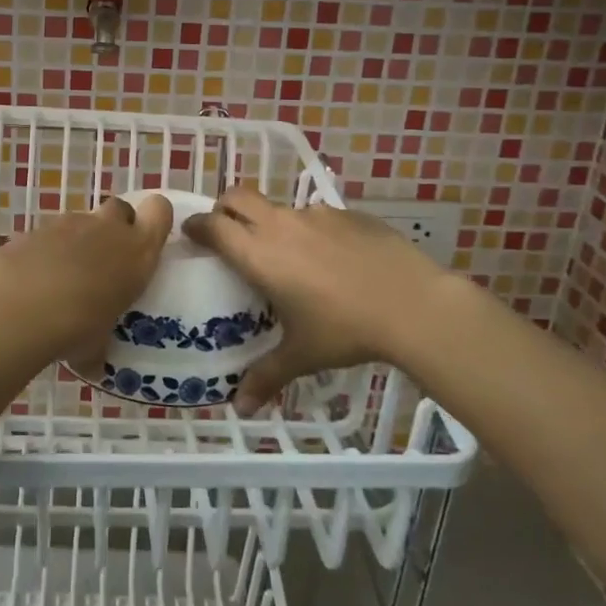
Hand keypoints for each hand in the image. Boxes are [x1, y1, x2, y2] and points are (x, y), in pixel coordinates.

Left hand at [0, 194, 173, 358]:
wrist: (20, 304)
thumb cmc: (78, 325)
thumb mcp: (97, 344)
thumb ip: (98, 347)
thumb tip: (93, 367)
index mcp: (137, 252)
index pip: (160, 211)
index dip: (154, 219)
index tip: (145, 240)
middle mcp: (107, 229)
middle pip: (120, 208)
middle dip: (114, 227)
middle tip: (106, 260)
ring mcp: (69, 223)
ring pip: (82, 222)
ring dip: (77, 242)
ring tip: (63, 278)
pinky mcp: (35, 227)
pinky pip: (49, 234)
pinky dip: (45, 250)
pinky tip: (33, 279)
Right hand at [183, 185, 444, 415]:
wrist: (413, 304)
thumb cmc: (345, 330)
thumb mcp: (302, 356)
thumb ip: (266, 376)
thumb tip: (241, 410)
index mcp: (259, 254)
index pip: (212, 225)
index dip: (196, 226)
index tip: (191, 235)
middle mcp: (280, 225)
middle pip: (237, 196)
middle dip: (224, 208)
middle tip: (227, 233)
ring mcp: (316, 214)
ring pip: (278, 207)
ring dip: (270, 222)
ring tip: (287, 255)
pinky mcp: (347, 213)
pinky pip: (316, 215)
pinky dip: (310, 230)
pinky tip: (331, 259)